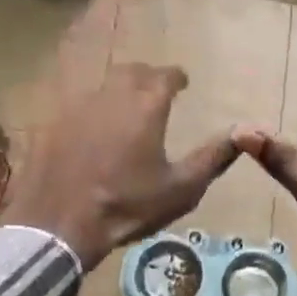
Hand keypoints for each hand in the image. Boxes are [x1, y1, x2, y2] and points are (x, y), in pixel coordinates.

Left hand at [3, 64, 239, 270]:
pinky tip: (93, 129)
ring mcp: (77, 107)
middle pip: (132, 72)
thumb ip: (213, 157)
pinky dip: (92, 110)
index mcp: (146, 106)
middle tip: (156, 90)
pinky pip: (77, 104)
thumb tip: (244, 132)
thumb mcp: (181, 188)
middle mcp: (112, 96)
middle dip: (147, 77)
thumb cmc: (127, 205)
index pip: (165, 75)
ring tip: (126, 108)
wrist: (60, 223)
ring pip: (103, 85)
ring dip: (118, 90)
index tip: (183, 83)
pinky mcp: (52, 123)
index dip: (176, 77)